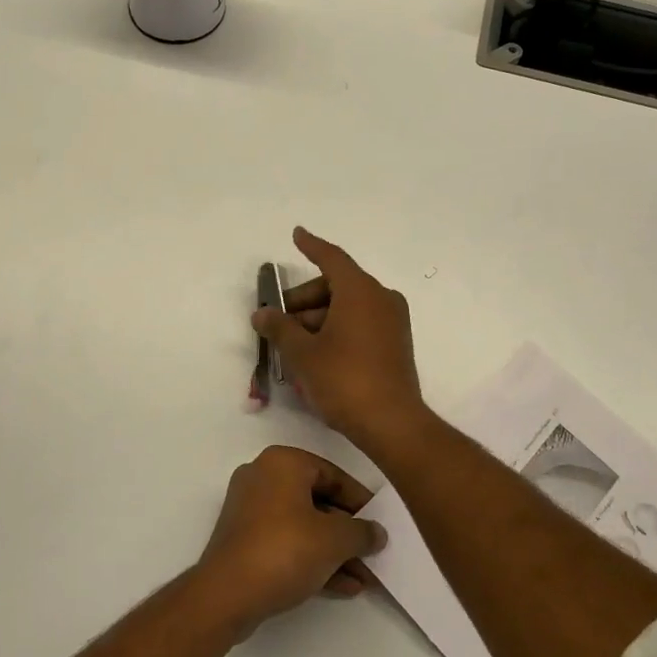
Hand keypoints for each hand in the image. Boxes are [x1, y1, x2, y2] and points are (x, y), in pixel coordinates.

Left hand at [195, 445, 385, 637]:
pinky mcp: (244, 541)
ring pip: (304, 526)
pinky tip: (343, 586)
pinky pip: (287, 543)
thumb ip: (361, 532)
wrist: (226, 595)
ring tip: (365, 577)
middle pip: (318, 501)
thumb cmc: (284, 550)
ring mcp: (250, 510)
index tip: (380, 522)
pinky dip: (312, 559)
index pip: (333, 474)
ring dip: (334, 551)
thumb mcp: (334, 540)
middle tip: (374, 552)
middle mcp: (263, 477)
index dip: (361, 500)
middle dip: (348, 532)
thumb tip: (377, 532)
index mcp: (283, 462)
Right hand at [251, 227, 428, 446]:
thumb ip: (280, 328)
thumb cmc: (344, 380)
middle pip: (335, 286)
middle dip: (304, 301)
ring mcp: (392, 321)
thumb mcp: (303, 354)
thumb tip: (262, 313)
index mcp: (360, 291)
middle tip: (278, 323)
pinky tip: (315, 358)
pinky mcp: (395, 344)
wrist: (391, 423)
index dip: (311, 246)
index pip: (331, 258)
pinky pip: (360, 324)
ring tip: (292, 349)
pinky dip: (336, 331)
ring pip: (347, 308)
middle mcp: (380, 298)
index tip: (296, 234)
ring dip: (317, 320)